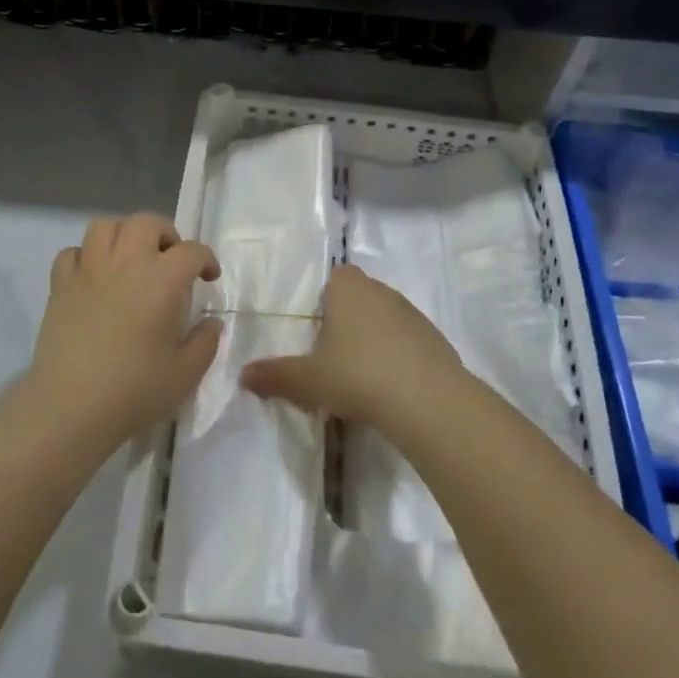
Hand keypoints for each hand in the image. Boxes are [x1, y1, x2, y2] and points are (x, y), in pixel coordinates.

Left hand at [27, 213, 222, 445]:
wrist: (71, 407)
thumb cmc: (134, 390)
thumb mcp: (186, 373)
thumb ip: (206, 342)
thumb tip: (212, 322)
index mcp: (161, 279)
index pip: (192, 251)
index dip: (206, 260)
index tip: (209, 278)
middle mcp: (125, 263)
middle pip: (146, 222)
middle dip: (165, 234)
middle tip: (171, 260)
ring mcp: (88, 271)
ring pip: (105, 226)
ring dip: (123, 235)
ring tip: (131, 259)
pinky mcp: (60, 286)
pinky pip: (72, 253)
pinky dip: (86, 257)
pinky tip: (94, 278)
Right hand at [241, 264, 468, 428]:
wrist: (428, 400)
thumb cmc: (358, 376)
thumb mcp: (308, 381)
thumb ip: (275, 375)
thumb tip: (242, 375)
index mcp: (349, 289)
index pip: (336, 276)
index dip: (327, 298)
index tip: (318, 329)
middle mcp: (382, 291)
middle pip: (360, 296)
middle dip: (348, 320)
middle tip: (333, 356)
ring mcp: (413, 314)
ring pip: (386, 318)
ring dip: (375, 338)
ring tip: (362, 376)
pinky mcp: (436, 339)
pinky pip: (408, 341)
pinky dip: (399, 356)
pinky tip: (391, 387)